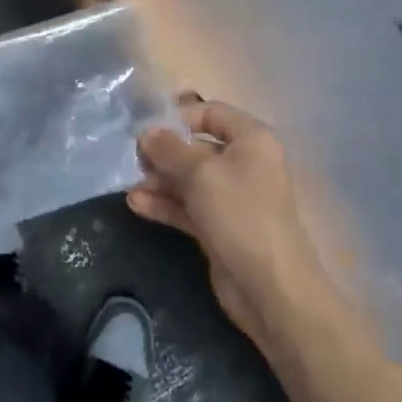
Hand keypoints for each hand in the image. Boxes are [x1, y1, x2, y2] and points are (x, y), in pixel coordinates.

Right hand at [130, 98, 329, 352]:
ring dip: (160, 180)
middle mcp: (244, 163)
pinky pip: (189, 206)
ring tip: (130, 186)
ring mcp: (232, 197)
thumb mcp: (200, 173)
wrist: (271, 289)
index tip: (147, 129)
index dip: (179, 117)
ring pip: (190, 179)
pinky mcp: (220, 227)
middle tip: (134, 160)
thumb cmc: (240, 215)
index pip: (211, 113)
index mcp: (251, 140)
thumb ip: (169, 149)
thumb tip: (147, 133)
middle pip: (197, 147)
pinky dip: (165, 204)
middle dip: (164, 153)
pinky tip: (137, 205)